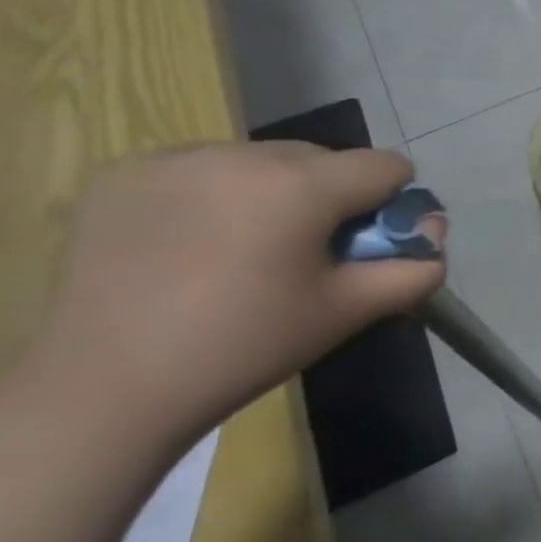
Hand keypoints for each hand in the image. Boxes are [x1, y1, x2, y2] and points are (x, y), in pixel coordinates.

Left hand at [17, 142, 445, 452]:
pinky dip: (215, 193)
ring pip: (263, 159)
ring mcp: (175, 158)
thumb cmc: (246, 347)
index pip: (384, 165)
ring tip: (244, 249)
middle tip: (304, 254)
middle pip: (323, 158)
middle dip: (331, 196)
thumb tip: (433, 233)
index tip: (365, 245)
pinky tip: (191, 242)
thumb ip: (414, 269)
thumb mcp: (348, 310)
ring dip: (275, 191)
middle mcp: (241, 154)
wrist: (107, 388)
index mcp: (301, 185)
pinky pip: (202, 166)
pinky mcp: (123, 172)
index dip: (391, 203)